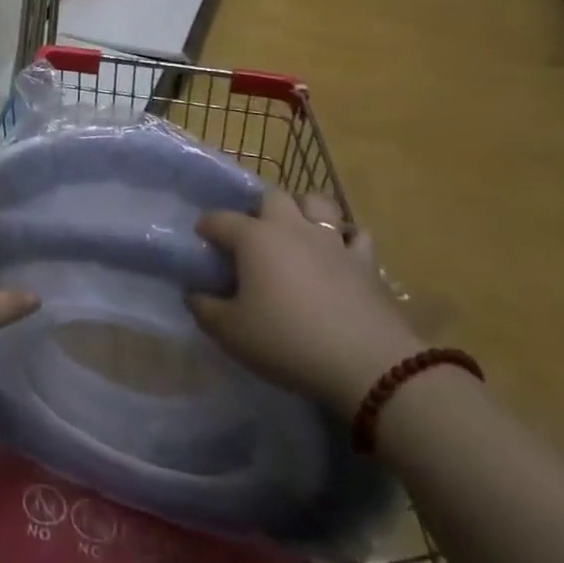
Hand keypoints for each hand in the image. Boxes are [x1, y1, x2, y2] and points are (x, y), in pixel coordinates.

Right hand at [187, 190, 424, 414]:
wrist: (369, 365)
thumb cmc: (288, 342)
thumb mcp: (231, 332)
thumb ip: (205, 309)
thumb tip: (194, 294)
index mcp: (254, 238)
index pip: (219, 219)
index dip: (206, 228)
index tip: (202, 241)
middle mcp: (291, 228)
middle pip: (272, 197)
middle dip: (259, 210)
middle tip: (254, 236)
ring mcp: (332, 241)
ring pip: (318, 203)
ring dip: (304, 210)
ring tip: (297, 232)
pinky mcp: (366, 262)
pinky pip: (356, 235)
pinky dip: (346, 238)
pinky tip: (339, 253)